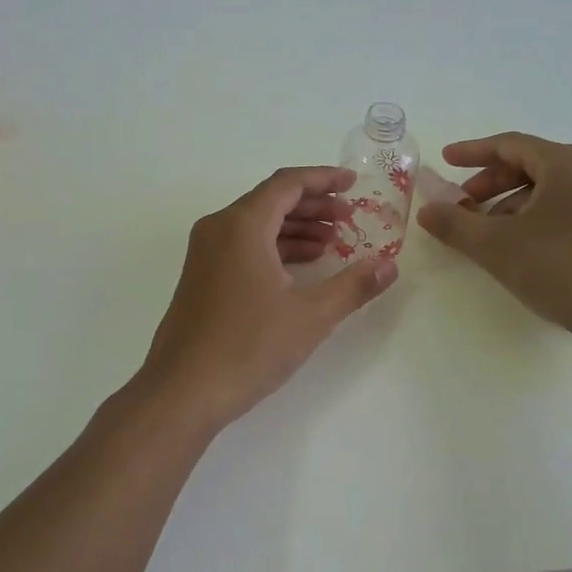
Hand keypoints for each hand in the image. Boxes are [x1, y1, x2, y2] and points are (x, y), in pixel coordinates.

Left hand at [136, 167, 398, 431]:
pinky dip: (274, 248)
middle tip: (349, 218)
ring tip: (332, 244)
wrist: (182, 391)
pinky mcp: (201, 277)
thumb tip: (389, 266)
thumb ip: (353, 285)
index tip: (354, 184)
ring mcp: (205, 253)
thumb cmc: (249, 347)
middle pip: (271, 200)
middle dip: (313, 205)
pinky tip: (300, 269)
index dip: (324, 179)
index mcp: (242, 225)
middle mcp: (218, 228)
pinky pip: (243, 246)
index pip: (287, 183)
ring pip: (256, 224)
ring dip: (295, 228)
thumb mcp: (311, 316)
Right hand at [416, 133, 571, 340]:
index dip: (472, 152)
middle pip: (529, 165)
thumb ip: (455, 224)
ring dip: (509, 204)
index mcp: (564, 164)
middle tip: (462, 203)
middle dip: (490, 182)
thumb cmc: (558, 266)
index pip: (510, 145)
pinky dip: (532, 218)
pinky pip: (562, 209)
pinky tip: (518, 248)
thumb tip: (427, 210)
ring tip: (485, 232)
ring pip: (545, 190)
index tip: (445, 161)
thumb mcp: (495, 245)